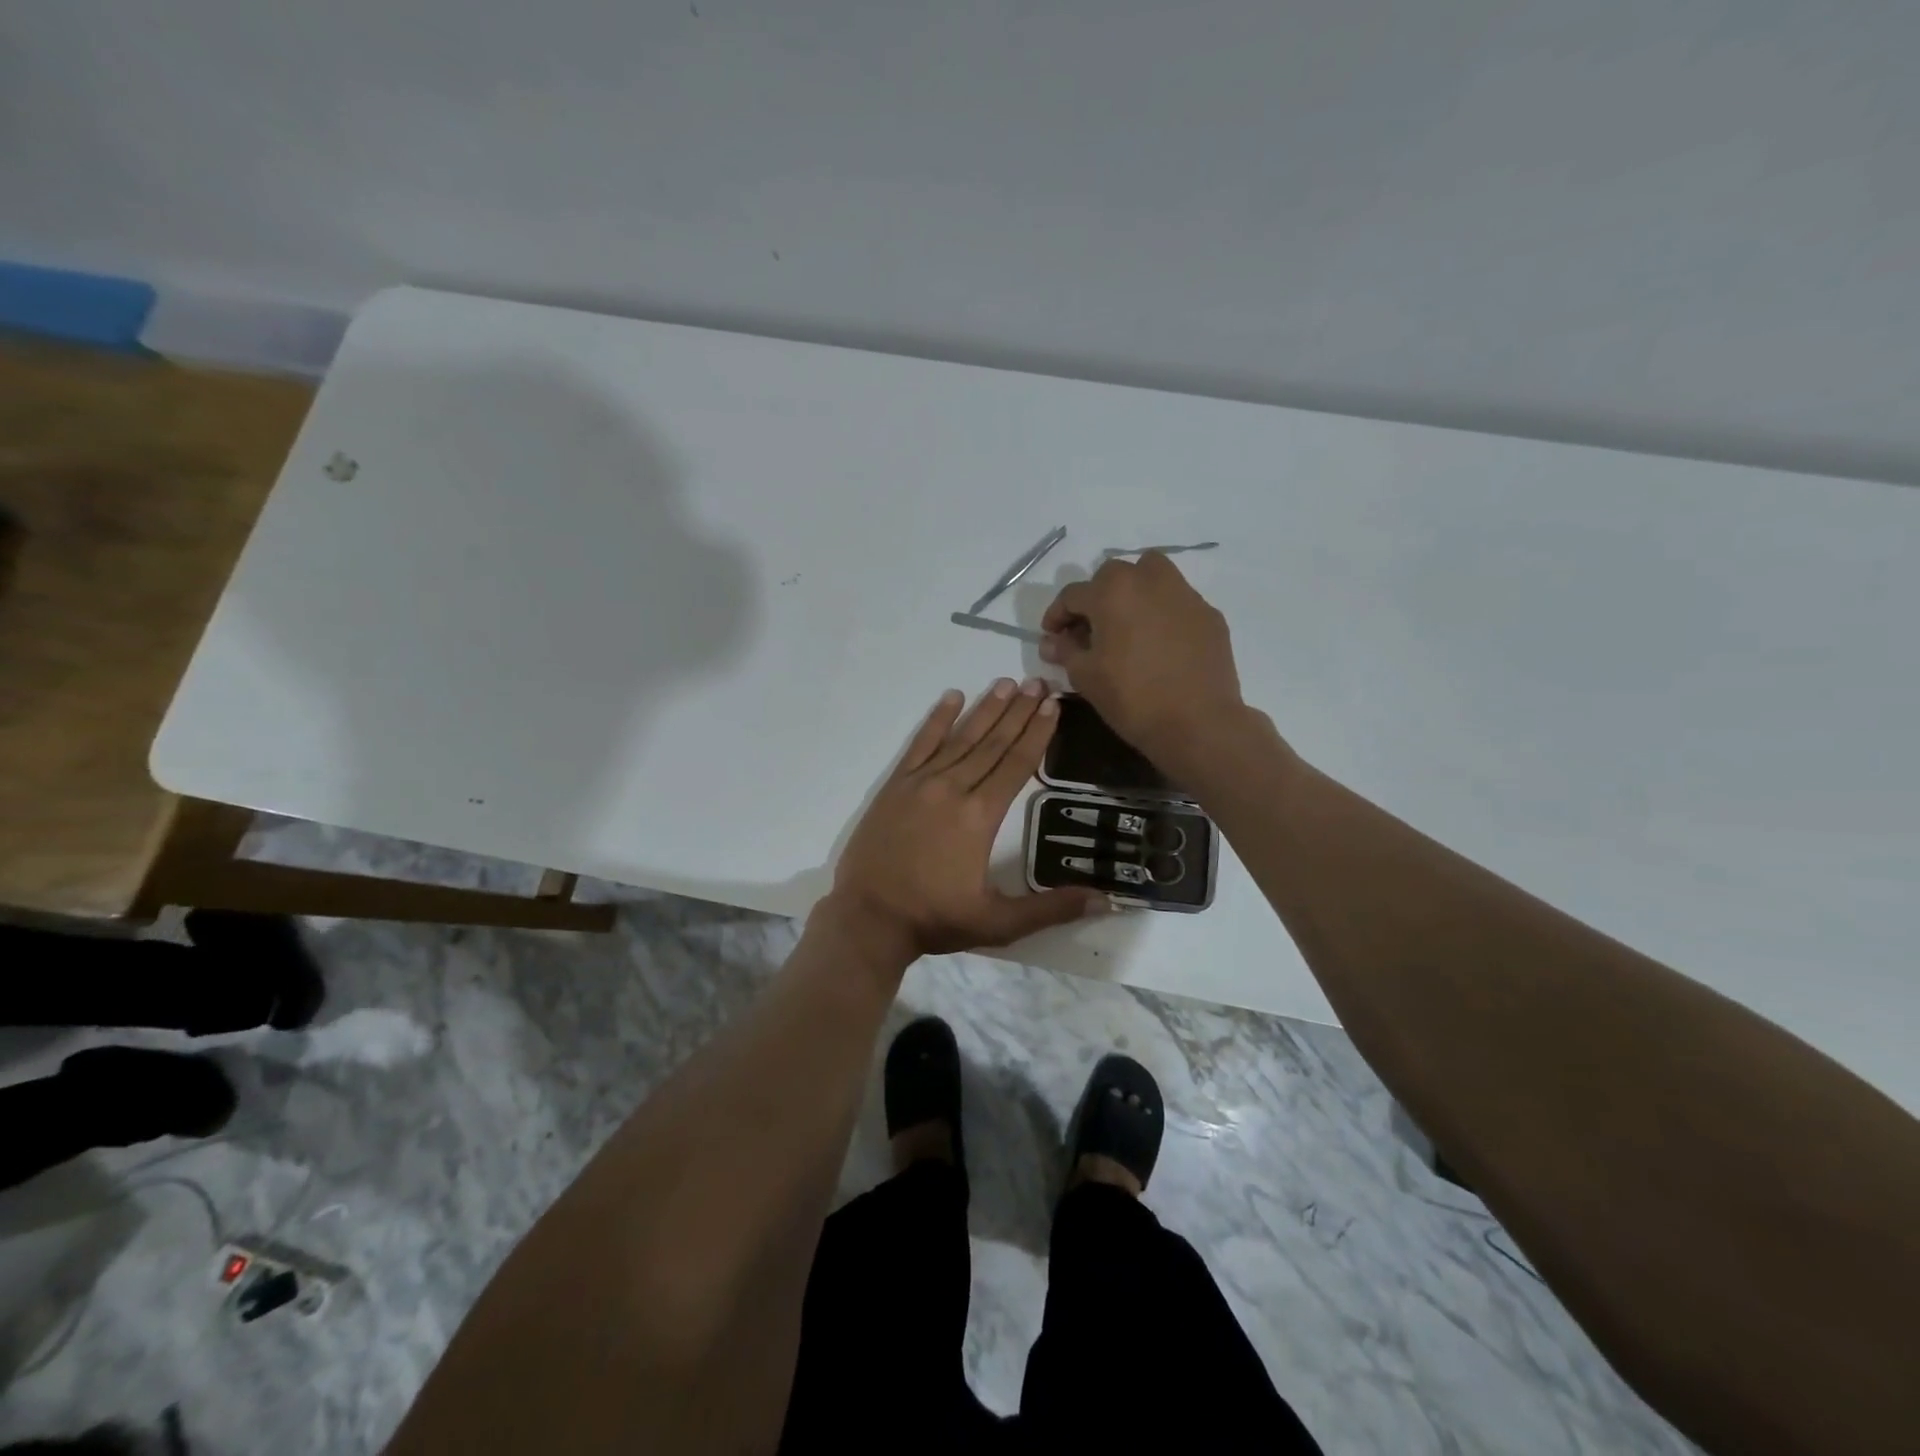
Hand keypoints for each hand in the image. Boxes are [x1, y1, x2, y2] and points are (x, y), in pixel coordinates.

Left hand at [829, 678, 1106, 959]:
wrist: (868, 918)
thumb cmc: (935, 919)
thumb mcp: (999, 923)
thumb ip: (1051, 909)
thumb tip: (1105, 900)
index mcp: (980, 816)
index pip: (1017, 764)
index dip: (1037, 733)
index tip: (1053, 705)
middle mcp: (953, 789)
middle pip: (993, 743)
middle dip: (1019, 711)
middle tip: (1039, 682)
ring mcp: (921, 783)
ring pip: (961, 739)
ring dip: (986, 709)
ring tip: (1007, 683)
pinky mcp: (895, 786)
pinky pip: (920, 745)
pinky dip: (937, 720)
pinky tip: (952, 697)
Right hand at [1039, 552, 1245, 764]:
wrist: (1197, 723)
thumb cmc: (1132, 698)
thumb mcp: (1085, 676)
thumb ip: (1065, 651)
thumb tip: (1053, 641)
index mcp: (1112, 591)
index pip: (1073, 594)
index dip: (1057, 615)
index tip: (1052, 636)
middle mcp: (1149, 580)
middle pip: (1113, 576)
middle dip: (1096, 597)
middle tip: (1091, 629)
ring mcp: (1184, 595)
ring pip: (1152, 576)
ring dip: (1134, 592)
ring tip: (1128, 624)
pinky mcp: (1209, 615)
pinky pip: (1177, 602)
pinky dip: (1163, 613)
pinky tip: (1160, 644)